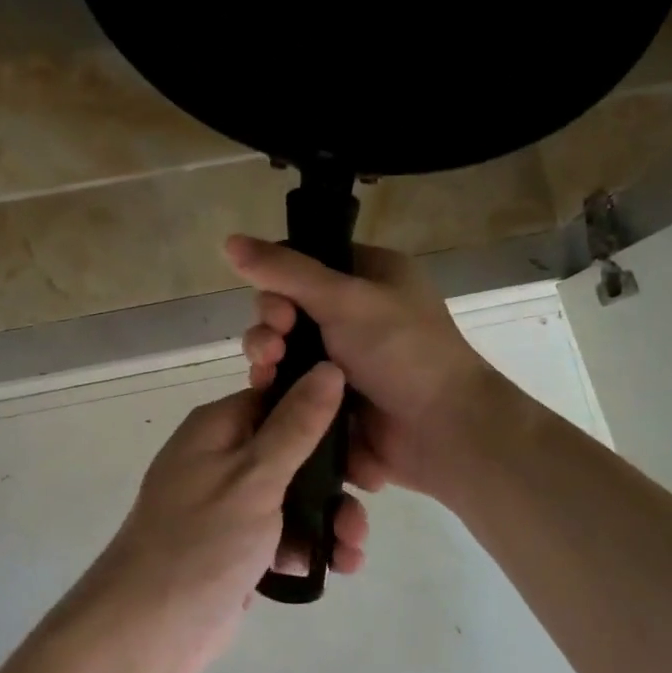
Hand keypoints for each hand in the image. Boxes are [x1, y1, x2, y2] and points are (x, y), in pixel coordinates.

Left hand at [76, 364, 372, 672]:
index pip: (278, 399)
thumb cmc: (200, 541)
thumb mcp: (255, 476)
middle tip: (369, 495)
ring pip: (293, 496)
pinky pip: (282, 534)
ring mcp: (228, 505)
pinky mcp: (236, 547)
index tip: (364, 436)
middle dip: (334, 477)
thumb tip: (328, 368)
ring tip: (353, 549)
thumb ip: (296, 425)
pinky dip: (308, 546)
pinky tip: (336, 566)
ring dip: (329, 517)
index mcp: (218, 428)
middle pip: (292, 451)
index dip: (323, 412)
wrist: (147, 631)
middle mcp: (221, 458)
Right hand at [225, 234, 507, 502]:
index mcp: (370, 275)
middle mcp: (356, 313)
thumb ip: (286, 271)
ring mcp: (344, 359)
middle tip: (274, 344)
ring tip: (268, 372)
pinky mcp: (332, 397)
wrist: (443, 433)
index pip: (305, 262)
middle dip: (270, 325)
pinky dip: (277, 387)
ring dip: (267, 356)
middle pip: (286, 307)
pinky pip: (292, 384)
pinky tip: (267, 395)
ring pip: (284, 348)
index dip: (278, 280)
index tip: (277, 305)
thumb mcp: (345, 300)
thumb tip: (228, 239)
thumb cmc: (403, 352)